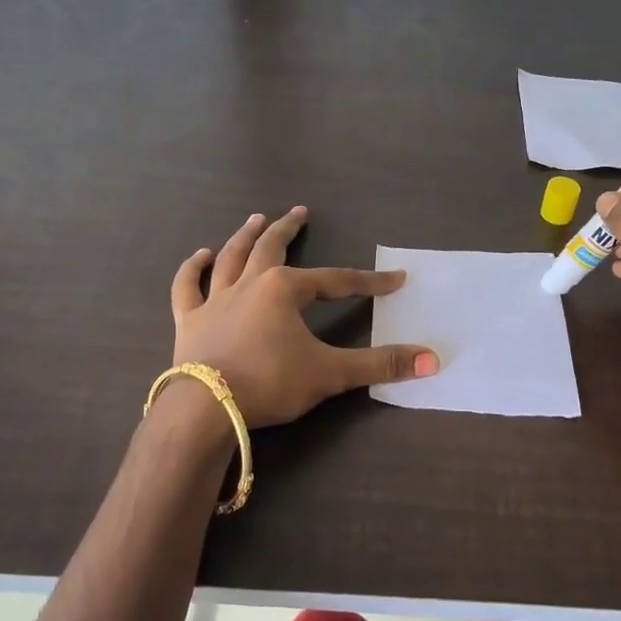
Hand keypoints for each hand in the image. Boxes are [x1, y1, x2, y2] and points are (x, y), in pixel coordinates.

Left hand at [169, 207, 438, 427]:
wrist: (206, 408)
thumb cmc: (271, 383)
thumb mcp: (331, 373)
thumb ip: (381, 365)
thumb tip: (432, 360)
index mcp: (284, 290)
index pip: (336, 281)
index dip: (368, 281)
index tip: (394, 280)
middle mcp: (249, 284)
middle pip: (272, 248)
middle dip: (289, 229)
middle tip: (300, 212)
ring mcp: (215, 300)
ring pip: (231, 257)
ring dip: (244, 236)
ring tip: (255, 219)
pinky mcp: (189, 320)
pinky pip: (188, 287)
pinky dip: (193, 269)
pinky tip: (200, 256)